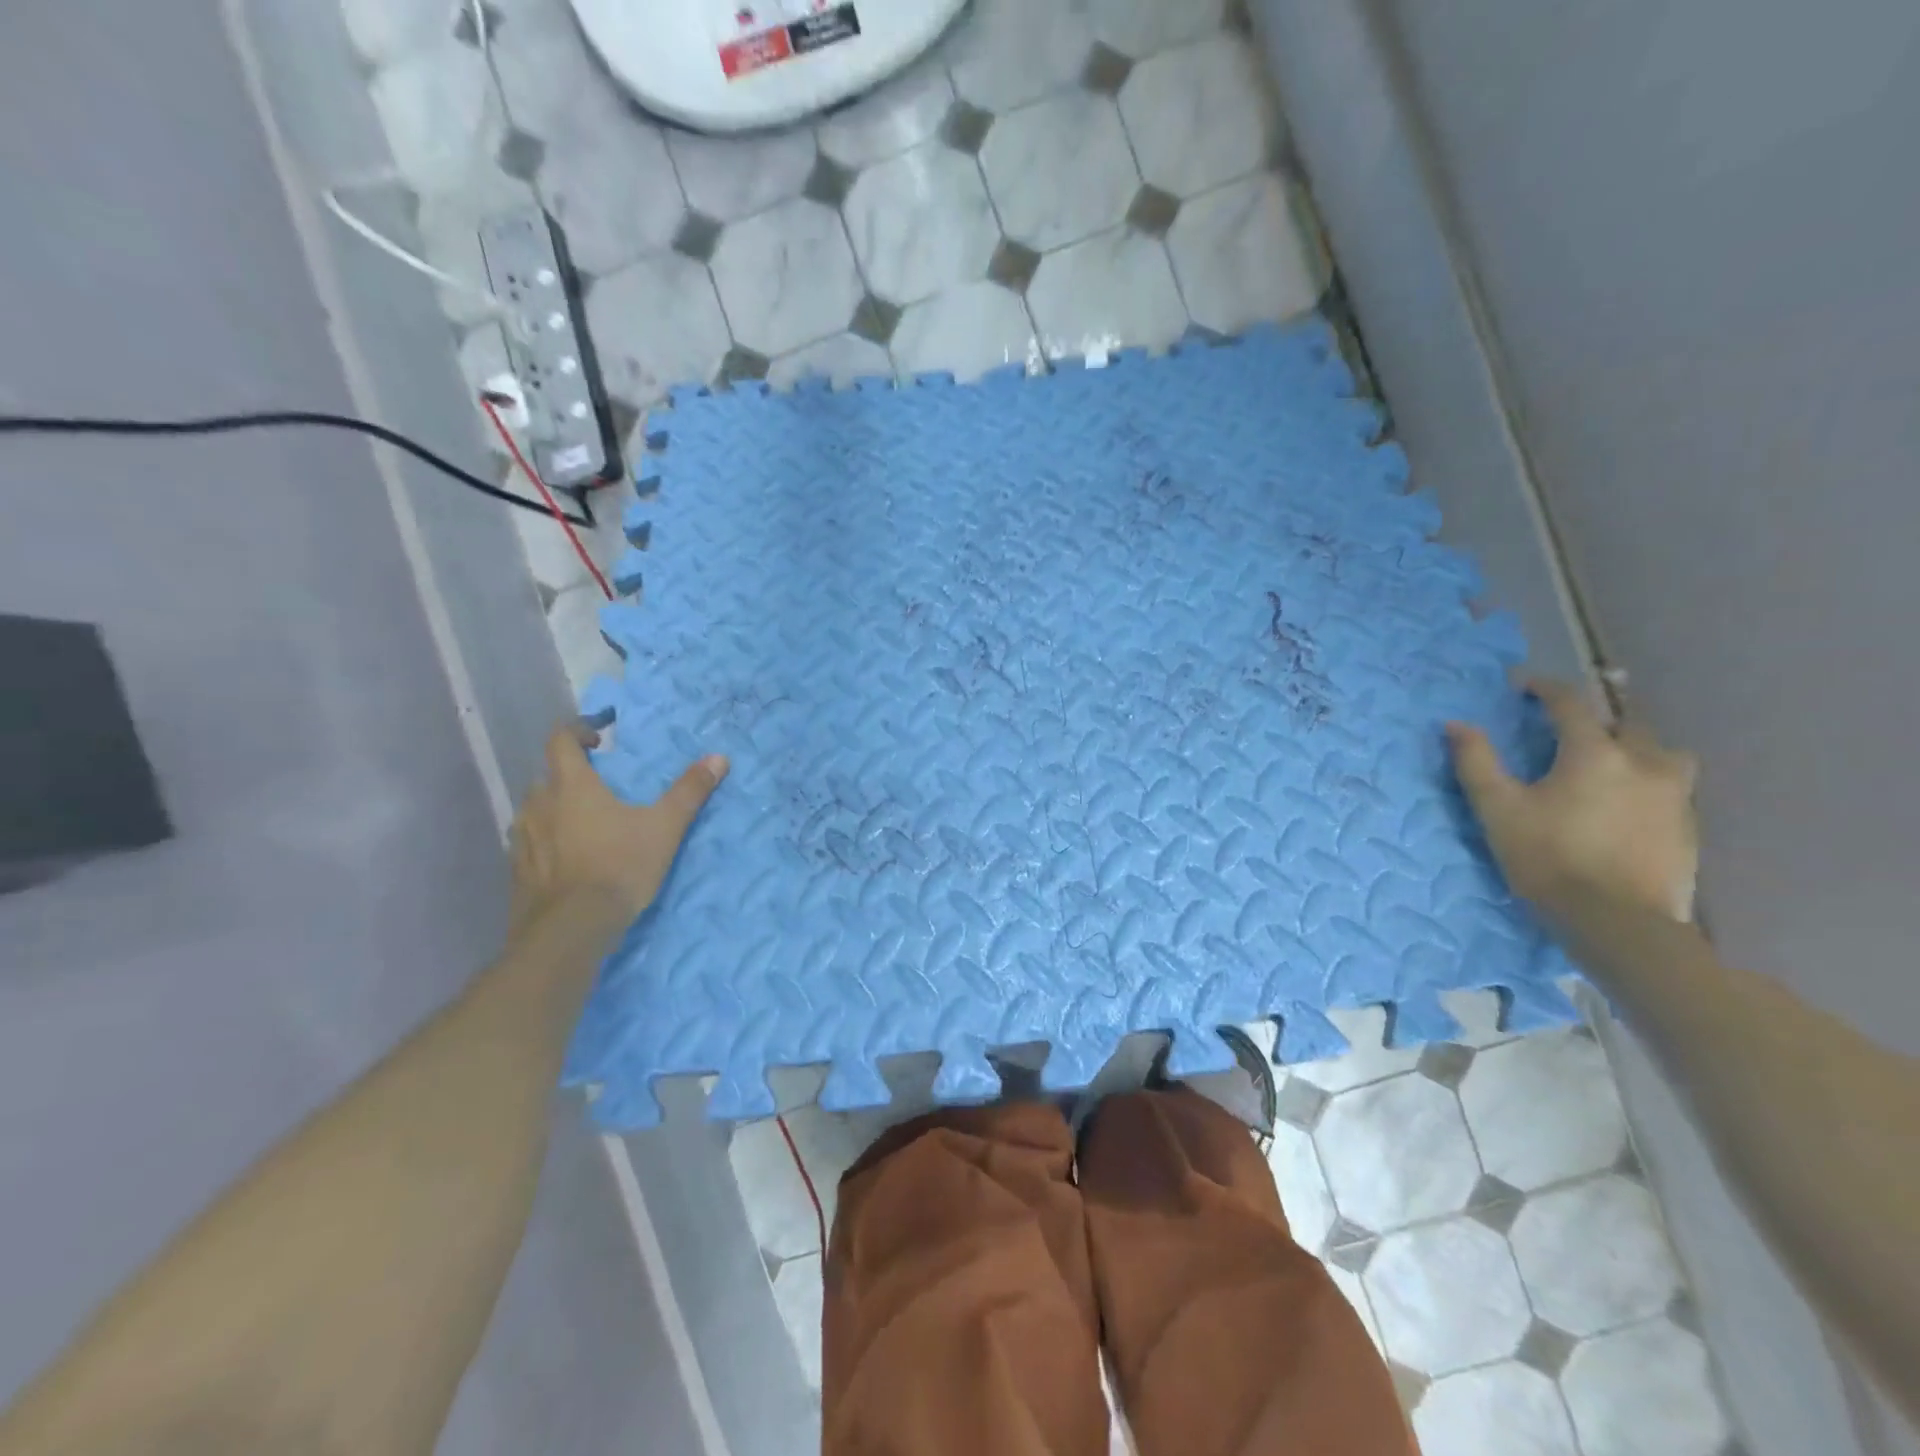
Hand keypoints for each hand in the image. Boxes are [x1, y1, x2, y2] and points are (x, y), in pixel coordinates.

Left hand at [508, 724, 727, 936]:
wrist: (571, 929)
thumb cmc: (619, 867)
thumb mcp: (665, 827)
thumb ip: (689, 791)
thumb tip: (719, 758)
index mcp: (571, 785)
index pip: (561, 739)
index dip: (579, 730)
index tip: (601, 736)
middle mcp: (538, 803)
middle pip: (549, 775)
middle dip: (572, 774)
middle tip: (601, 785)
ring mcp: (522, 838)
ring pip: (537, 809)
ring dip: (557, 807)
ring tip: (586, 823)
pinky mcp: (517, 870)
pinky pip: (531, 841)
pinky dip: (548, 840)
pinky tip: (569, 858)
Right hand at [1447, 678, 1698, 921]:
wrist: (1616, 922)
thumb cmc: (1548, 859)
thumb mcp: (1497, 809)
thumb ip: (1476, 762)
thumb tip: (1456, 725)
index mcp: (1595, 753)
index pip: (1570, 704)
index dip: (1544, 689)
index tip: (1522, 685)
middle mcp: (1644, 763)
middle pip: (1626, 723)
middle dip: (1595, 720)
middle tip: (1566, 730)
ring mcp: (1675, 796)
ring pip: (1662, 753)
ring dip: (1635, 749)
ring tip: (1610, 764)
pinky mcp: (1688, 827)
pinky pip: (1671, 787)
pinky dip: (1647, 782)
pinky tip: (1626, 804)